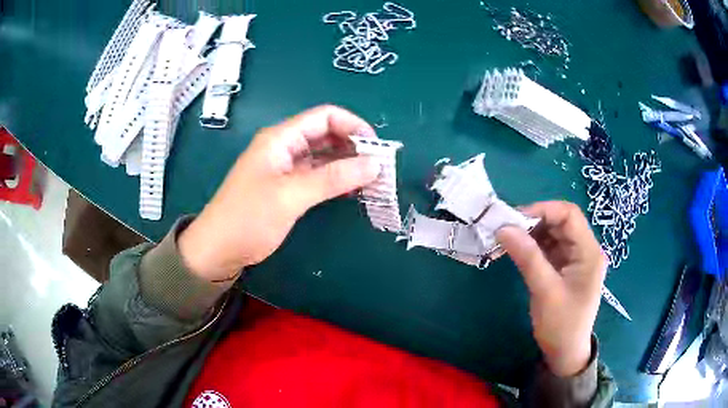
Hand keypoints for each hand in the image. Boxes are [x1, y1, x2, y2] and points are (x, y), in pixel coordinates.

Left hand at [178, 105, 380, 280]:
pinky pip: (318, 176)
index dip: (353, 125)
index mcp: (281, 138)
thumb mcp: (290, 196)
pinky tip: (354, 190)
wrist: (218, 249)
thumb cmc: (248, 218)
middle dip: (354, 146)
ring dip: (348, 164)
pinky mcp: (287, 188)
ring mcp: (286, 168)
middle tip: (380, 167)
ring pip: (324, 156)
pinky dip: (337, 180)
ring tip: (374, 180)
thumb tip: (374, 164)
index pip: (325, 116)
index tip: (377, 148)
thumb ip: (332, 178)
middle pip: (326, 134)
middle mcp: (285, 147)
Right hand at [496, 201, 606, 376]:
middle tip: (507, 229)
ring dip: (531, 233)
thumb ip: (528, 258)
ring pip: (553, 233)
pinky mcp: (565, 268)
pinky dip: (532, 246)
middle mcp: (585, 250)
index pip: (569, 215)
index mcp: (589, 252)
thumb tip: (503, 228)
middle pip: (561, 222)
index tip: (515, 218)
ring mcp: (575, 259)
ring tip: (508, 239)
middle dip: (534, 221)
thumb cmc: (561, 325)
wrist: (565, 353)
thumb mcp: (546, 292)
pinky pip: (549, 248)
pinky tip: (517, 250)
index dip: (543, 210)